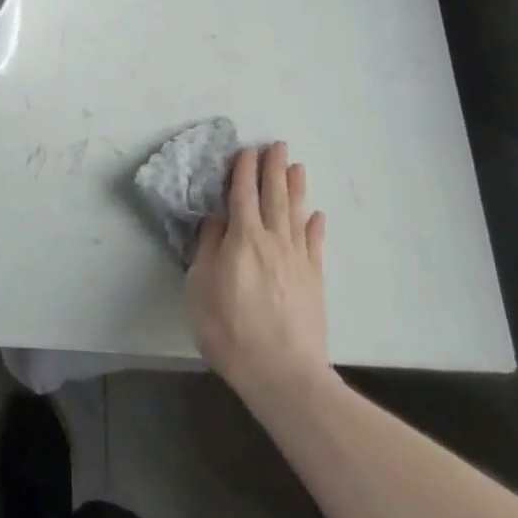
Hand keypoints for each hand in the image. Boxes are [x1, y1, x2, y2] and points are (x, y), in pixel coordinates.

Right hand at [186, 144, 332, 405]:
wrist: (283, 374)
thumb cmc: (230, 329)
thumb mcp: (200, 287)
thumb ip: (208, 249)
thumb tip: (216, 220)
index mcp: (242, 238)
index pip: (242, 194)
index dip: (243, 170)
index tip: (245, 150)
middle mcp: (273, 240)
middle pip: (273, 196)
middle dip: (273, 168)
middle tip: (277, 144)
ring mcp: (297, 260)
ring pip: (296, 214)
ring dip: (296, 188)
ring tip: (297, 166)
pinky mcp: (314, 281)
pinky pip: (315, 245)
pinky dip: (315, 227)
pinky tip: (317, 215)